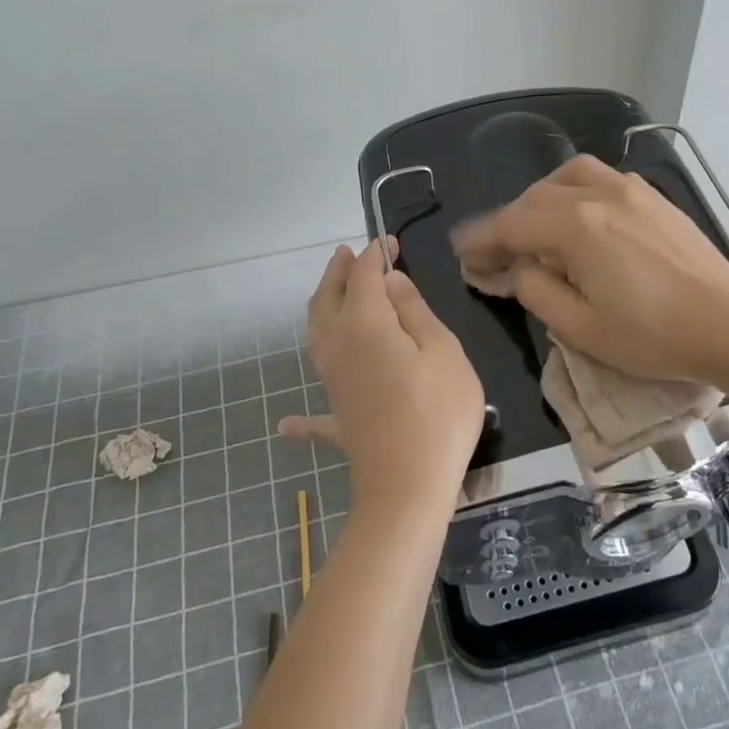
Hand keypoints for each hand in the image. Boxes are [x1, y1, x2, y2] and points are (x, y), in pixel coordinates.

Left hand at [279, 240, 485, 521]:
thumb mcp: (442, 350)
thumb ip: (415, 312)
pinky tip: (286, 424)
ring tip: (331, 296)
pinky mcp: (336, 416)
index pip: (365, 276)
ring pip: (315, 337)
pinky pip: (313, 413)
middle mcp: (338, 345)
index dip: (375, 255)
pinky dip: (300, 417)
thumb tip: (391, 283)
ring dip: (321, 309)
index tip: (389, 242)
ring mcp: (331, 382)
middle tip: (347, 254)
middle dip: (338, 273)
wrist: (407, 486)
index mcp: (365, 323)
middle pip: (328, 299)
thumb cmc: (437, 411)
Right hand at [452, 154, 728, 386]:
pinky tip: (577, 219)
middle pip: (535, 198)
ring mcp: (630, 190)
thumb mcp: (581, 327)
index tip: (460, 252)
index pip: (511, 225)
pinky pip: (599, 178)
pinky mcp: (653, 197)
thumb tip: (516, 269)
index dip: (481, 240)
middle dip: (507, 223)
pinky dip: (573, 192)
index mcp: (577, 227)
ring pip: (567, 176)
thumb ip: (536, 290)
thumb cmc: (654, 336)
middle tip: (494, 255)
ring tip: (533, 229)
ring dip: (540, 199)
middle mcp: (599, 194)